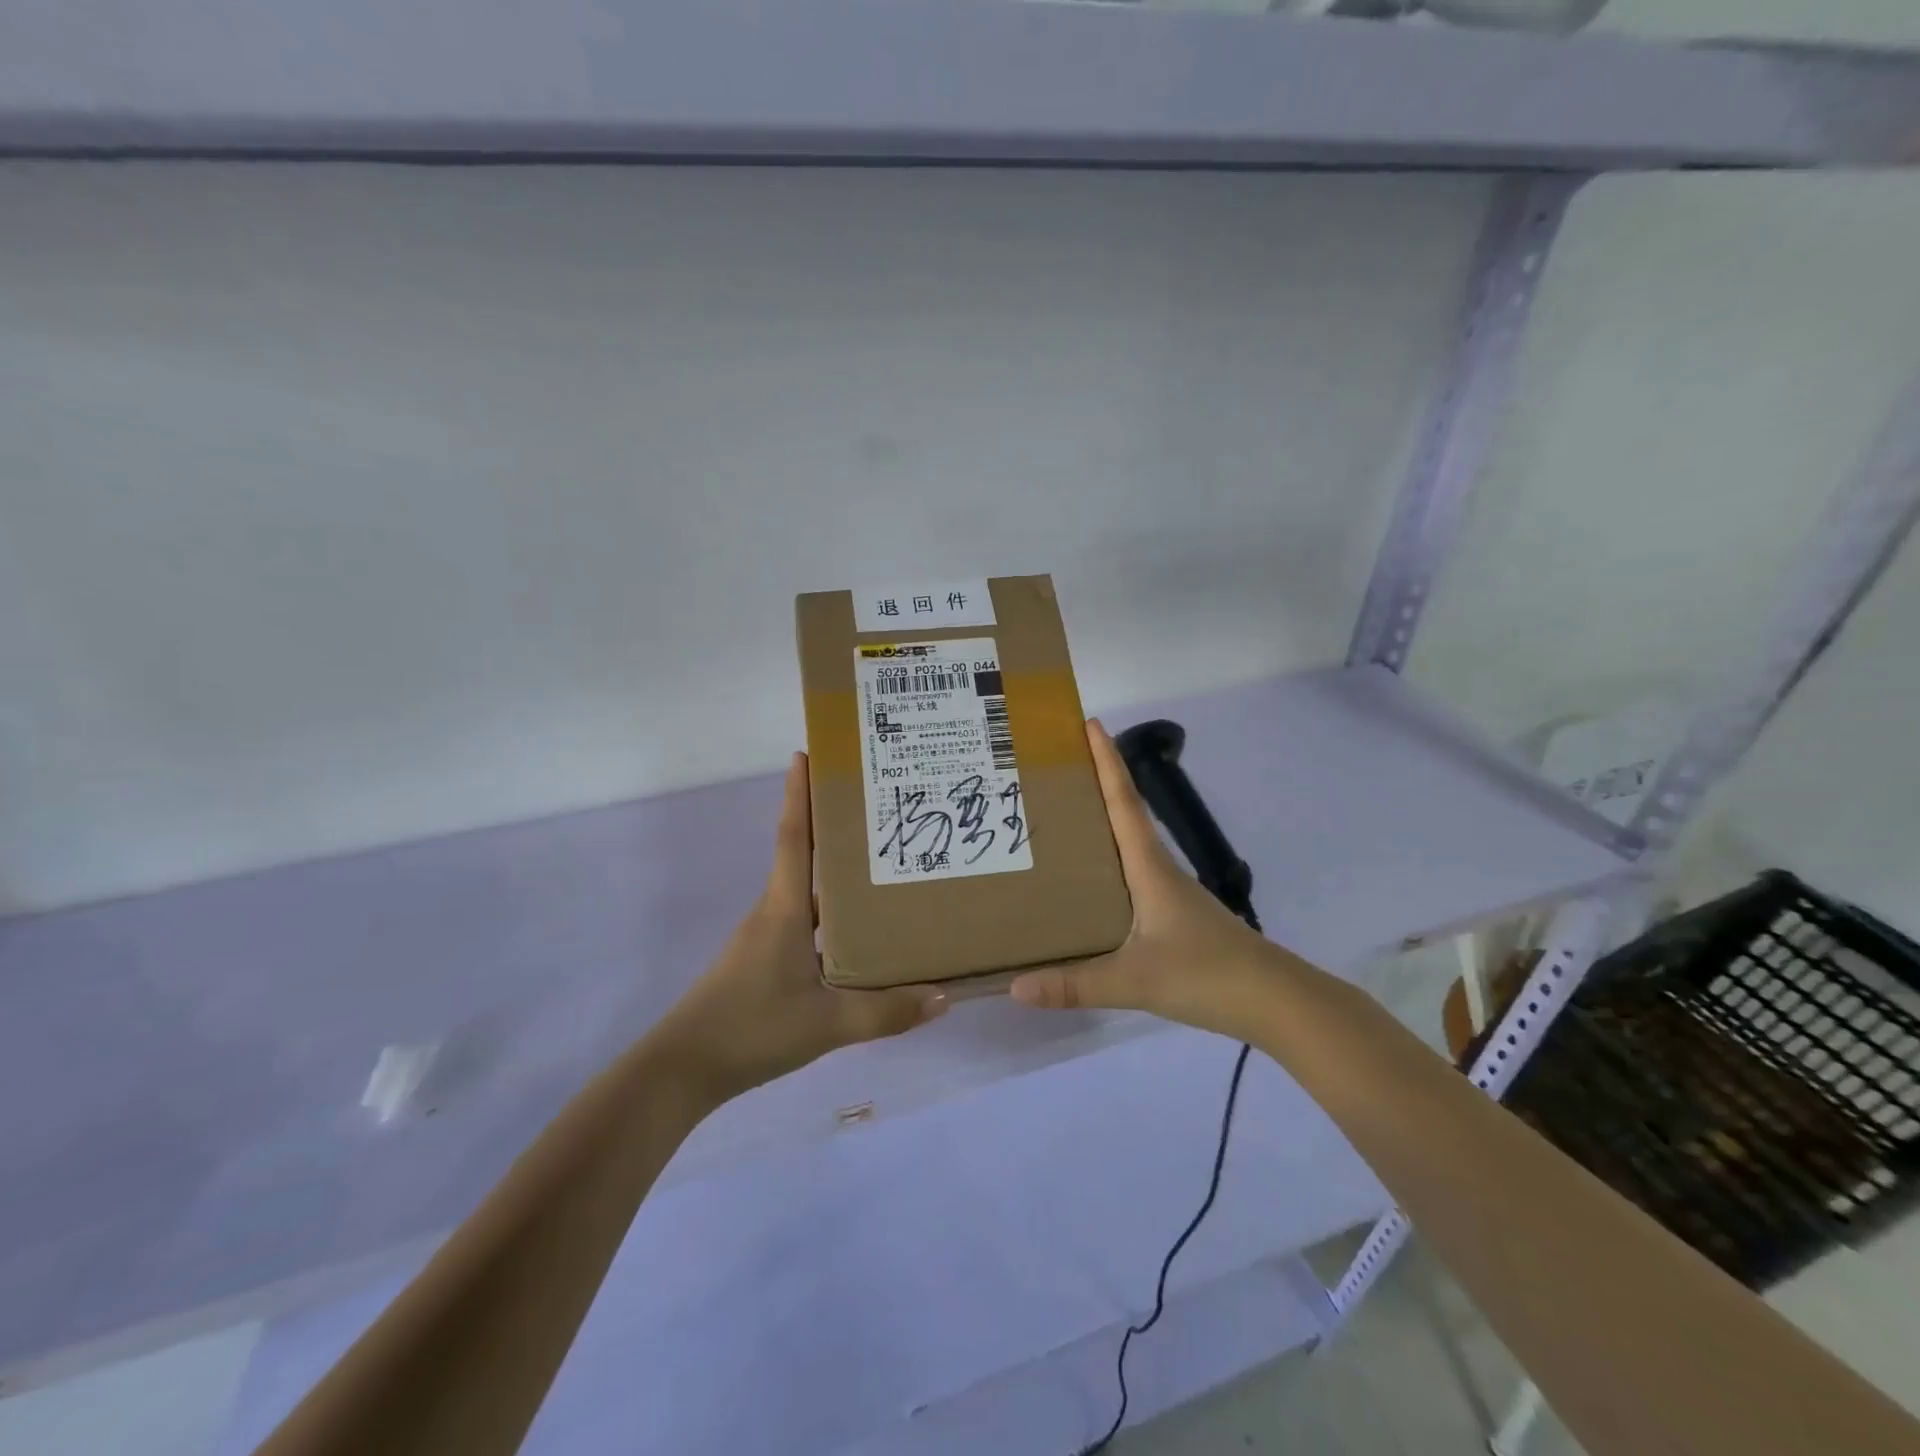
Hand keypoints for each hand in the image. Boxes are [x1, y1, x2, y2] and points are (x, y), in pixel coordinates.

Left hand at [658, 752, 947, 1099]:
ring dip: (837, 874)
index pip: (795, 837)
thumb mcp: (827, 1024)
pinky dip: (833, 914)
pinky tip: (860, 934)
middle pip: (805, 856)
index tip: (807, 753)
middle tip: (878, 807)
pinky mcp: (765, 961)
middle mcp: (775, 912)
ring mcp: (767, 938)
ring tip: (882, 866)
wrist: (683, 1069)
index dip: (800, 794)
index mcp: (785, 909)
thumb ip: (886, 1013)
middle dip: (834, 827)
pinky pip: (807, 923)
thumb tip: (943, 997)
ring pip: (810, 893)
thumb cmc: (752, 1028)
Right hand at [1009, 720, 1280, 1038]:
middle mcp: (1158, 869)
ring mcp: (1169, 892)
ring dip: (1101, 821)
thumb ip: (1075, 984)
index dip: (1106, 761)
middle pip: (1123, 813)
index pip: (1123, 802)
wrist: (1275, 1001)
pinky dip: (1109, 861)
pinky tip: (1089, 882)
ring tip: (1059, 816)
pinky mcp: (1174, 915)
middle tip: (1053, 767)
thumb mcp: (1135, 980)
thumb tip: (1014, 987)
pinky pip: (1132, 874)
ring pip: (1128, 844)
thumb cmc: (1207, 974)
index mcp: (1149, 866)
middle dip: (1094, 783)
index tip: (1089, 723)